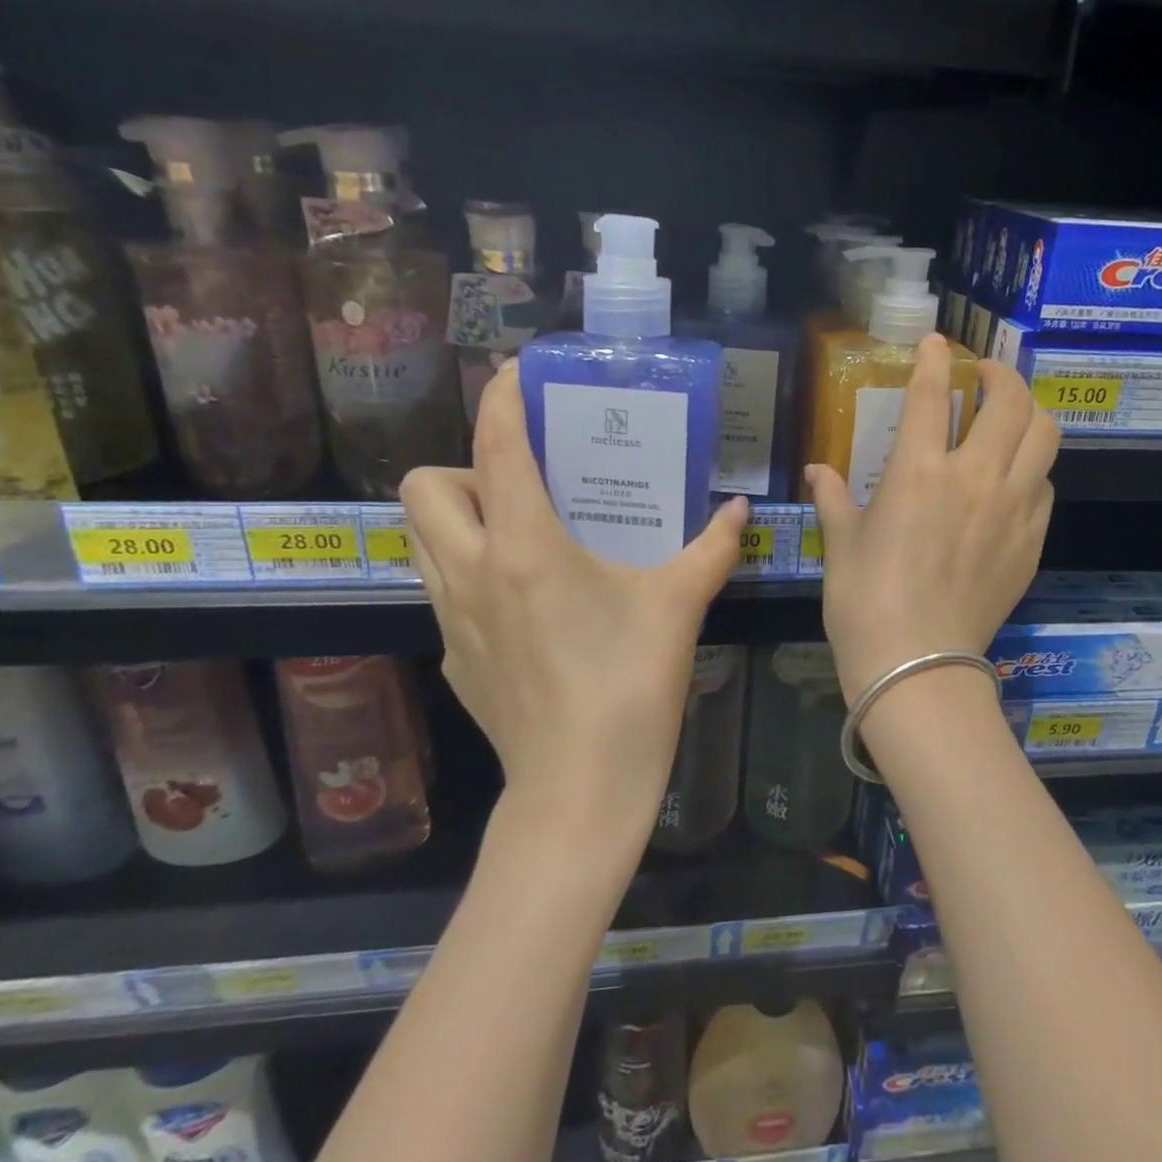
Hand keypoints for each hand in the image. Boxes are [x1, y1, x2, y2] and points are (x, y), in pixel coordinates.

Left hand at [401, 362, 748, 835]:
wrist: (581, 789)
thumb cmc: (629, 686)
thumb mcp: (678, 608)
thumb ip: (712, 551)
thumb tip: (741, 513)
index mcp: (524, 546)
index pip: (495, 446)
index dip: (500, 397)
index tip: (516, 373)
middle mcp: (471, 571)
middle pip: (425, 487)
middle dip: (464, 466)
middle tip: (524, 484)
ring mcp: (452, 618)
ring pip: (420, 538)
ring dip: (458, 516)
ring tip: (519, 530)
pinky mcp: (454, 657)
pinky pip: (442, 588)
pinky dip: (470, 571)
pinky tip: (526, 601)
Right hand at [806, 334, 1057, 703]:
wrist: (916, 665)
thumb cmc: (864, 601)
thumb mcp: (841, 543)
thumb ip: (832, 497)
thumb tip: (817, 470)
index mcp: (918, 472)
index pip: (931, 394)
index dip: (935, 358)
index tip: (937, 342)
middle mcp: (974, 478)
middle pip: (1011, 402)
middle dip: (1000, 375)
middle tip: (985, 377)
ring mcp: (1012, 509)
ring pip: (1045, 436)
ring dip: (1029, 413)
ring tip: (1011, 415)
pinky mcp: (1032, 541)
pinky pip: (1045, 487)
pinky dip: (1032, 469)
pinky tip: (1014, 480)